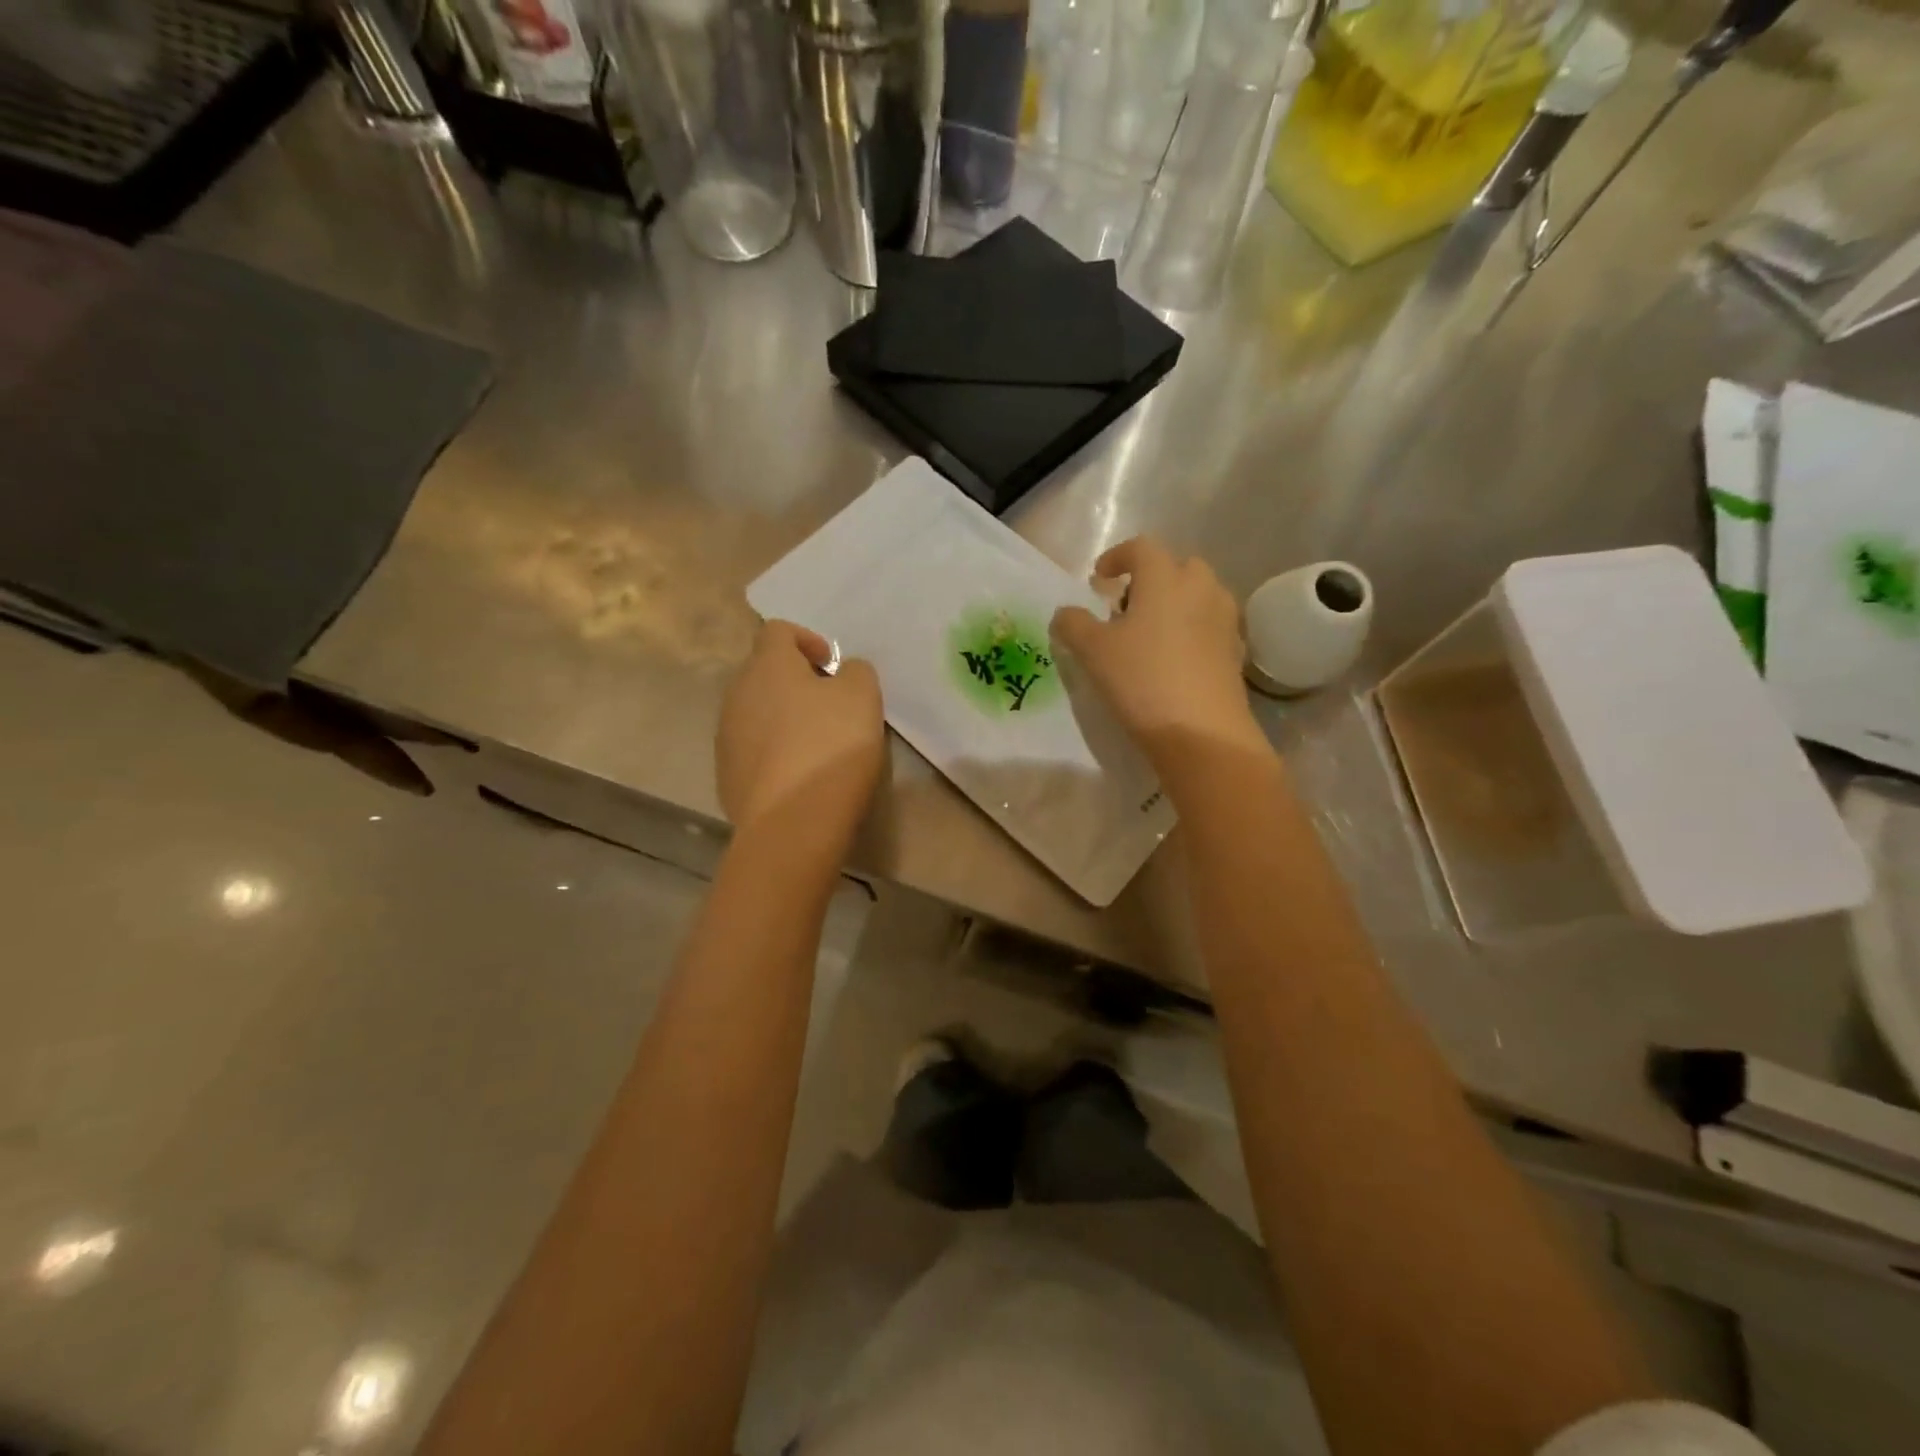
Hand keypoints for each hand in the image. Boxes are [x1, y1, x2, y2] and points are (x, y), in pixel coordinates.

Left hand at [718, 621, 883, 850]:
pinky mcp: (726, 774)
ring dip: (783, 716)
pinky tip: (799, 774)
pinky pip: (752, 748)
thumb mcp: (862, 696)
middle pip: (763, 672)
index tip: (832, 666)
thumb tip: (842, 672)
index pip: (778, 630)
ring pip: (755, 711)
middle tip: (830, 704)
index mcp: (767, 666)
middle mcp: (737, 693)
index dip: (808, 640)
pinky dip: (774, 751)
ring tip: (815, 742)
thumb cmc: (830, 745)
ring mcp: (726, 736)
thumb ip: (855, 671)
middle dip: (795, 681)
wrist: (792, 822)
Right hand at [1051, 538, 1264, 768]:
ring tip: (1150, 635)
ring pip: (1198, 596)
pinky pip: (1210, 627)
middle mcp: (1201, 588)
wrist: (1202, 732)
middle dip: (1151, 579)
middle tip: (1127, 608)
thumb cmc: (1141, 679)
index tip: (1099, 579)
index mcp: (1165, 578)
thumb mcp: (1092, 651)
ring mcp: (1225, 620)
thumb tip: (1065, 614)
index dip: (1117, 557)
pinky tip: (1175, 661)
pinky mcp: (1235, 651)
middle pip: (1177, 567)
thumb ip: (1073, 624)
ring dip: (1174, 604)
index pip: (1141, 548)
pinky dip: (1192, 631)